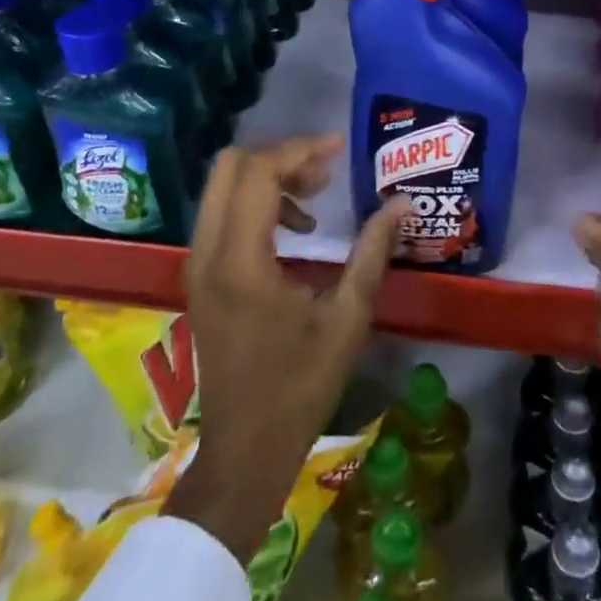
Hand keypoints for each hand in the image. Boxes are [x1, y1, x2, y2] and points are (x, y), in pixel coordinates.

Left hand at [166, 135, 406, 562]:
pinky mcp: (200, 276)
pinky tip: (296, 228)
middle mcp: (208, 253)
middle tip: (326, 169)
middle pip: (230, 166)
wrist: (244, 451)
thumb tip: (403, 203)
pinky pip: (222, 212)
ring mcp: (197, 264)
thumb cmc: (299, 388)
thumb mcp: (347, 318)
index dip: (301, 150)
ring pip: (222, 186)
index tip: (340, 149)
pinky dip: (255, 200)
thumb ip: (373, 252)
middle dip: (281, 156)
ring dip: (268, 176)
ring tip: (317, 194)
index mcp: (241, 261)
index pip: (259, 173)